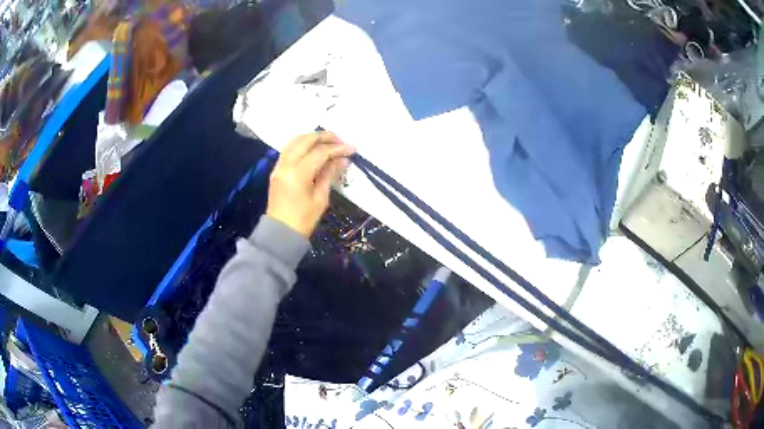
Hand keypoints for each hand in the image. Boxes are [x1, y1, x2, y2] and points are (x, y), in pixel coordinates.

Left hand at [267, 133, 354, 237]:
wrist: (280, 233)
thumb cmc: (303, 220)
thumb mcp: (320, 198)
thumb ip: (330, 174)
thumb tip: (342, 159)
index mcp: (298, 173)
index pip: (320, 152)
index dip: (337, 148)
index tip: (352, 148)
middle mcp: (286, 164)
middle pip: (306, 140)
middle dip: (325, 137)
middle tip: (340, 141)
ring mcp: (279, 165)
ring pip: (295, 141)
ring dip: (312, 138)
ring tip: (328, 143)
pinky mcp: (277, 169)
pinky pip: (289, 148)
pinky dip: (302, 144)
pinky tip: (313, 150)